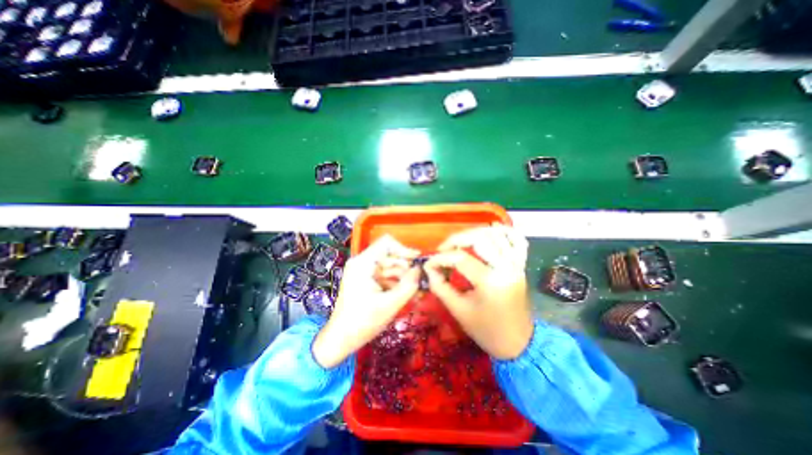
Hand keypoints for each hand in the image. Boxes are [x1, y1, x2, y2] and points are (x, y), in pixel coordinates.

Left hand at [313, 237, 421, 366]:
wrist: (341, 340)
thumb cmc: (362, 322)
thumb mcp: (389, 304)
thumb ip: (408, 286)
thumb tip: (420, 270)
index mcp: (363, 263)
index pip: (386, 243)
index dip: (404, 249)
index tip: (417, 261)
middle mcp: (363, 263)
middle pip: (390, 256)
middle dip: (406, 268)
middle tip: (420, 282)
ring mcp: (364, 272)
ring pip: (390, 267)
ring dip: (404, 278)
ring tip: (417, 291)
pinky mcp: (367, 280)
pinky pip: (386, 276)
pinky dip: (397, 284)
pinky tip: (408, 294)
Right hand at [426, 226, 533, 359]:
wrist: (517, 343)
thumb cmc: (486, 331)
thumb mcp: (458, 310)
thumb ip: (440, 286)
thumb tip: (429, 267)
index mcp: (491, 282)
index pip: (461, 258)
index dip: (441, 257)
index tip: (429, 263)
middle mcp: (506, 267)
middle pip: (480, 238)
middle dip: (457, 239)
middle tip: (444, 249)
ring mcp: (517, 264)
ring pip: (496, 234)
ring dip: (475, 233)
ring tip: (461, 243)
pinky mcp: (521, 266)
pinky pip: (517, 241)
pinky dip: (504, 232)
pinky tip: (491, 231)